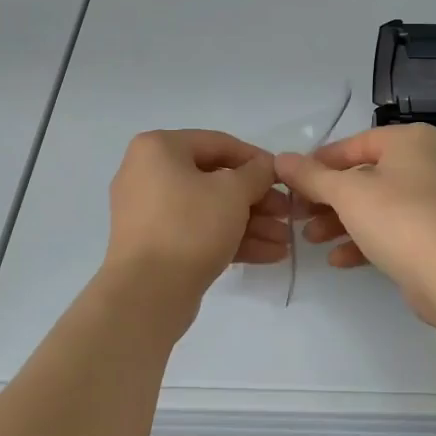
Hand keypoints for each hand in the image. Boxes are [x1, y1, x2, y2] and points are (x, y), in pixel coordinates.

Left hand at [103, 129, 288, 297]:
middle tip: (287, 214)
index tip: (284, 178)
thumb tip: (265, 167)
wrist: (147, 292)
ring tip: (285, 240)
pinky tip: (270, 254)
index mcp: (158, 148)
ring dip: (251, 223)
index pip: (218, 144)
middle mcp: (147, 174)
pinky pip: (198, 232)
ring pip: (209, 210)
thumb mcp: (233, 192)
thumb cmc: (190, 225)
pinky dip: (231, 240)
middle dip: (257, 200)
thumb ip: (256, 173)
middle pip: (214, 180)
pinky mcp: (156, 245)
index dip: (257, 160)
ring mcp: (149, 213)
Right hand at [276, 124, 435, 325]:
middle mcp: (428, 162)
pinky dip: (365, 240)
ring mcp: (435, 200)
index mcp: (412, 140)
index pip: (354, 144)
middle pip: (364, 176)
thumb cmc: (399, 218)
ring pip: (376, 205)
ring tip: (310, 240)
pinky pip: (392, 229)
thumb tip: (280, 160)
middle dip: (327, 199)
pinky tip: (338, 259)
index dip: (318, 164)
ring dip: (340, 222)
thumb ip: (310, 176)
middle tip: (297, 216)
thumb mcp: (346, 193)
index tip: (291, 183)